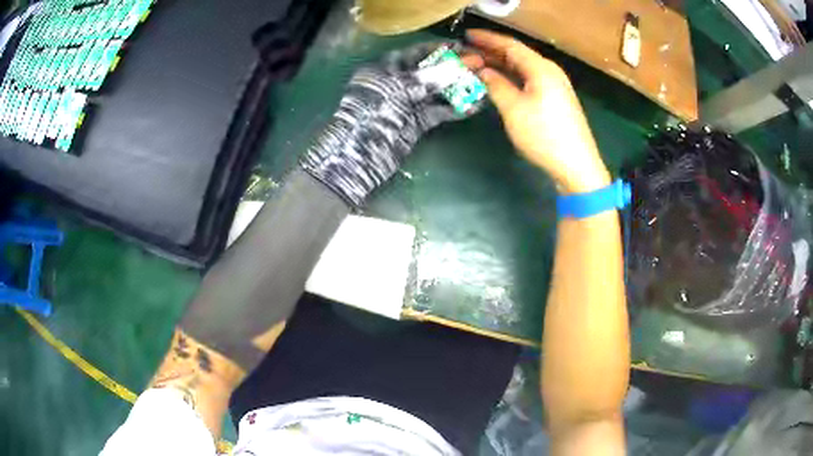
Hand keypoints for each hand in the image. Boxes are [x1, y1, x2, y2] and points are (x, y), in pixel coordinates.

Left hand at [301, 42, 483, 205]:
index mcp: (384, 68)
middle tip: (478, 65)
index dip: (437, 49)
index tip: (461, 47)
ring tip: (482, 83)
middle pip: (429, 71)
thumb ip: (429, 78)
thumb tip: (457, 66)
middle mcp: (396, 83)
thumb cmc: (371, 114)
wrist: (358, 156)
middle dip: (453, 67)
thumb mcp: (398, 90)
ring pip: (437, 92)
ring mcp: (407, 104)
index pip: (414, 53)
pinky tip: (474, 106)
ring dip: (458, 88)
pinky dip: (455, 109)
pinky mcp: (416, 123)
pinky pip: (438, 112)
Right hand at [466, 30, 610, 193]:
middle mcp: (549, 71)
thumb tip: (483, 71)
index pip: (510, 45)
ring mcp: (555, 85)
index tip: (467, 35)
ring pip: (523, 68)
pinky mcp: (556, 99)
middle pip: (517, 55)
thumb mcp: (514, 109)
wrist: (577, 165)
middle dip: (491, 52)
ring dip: (501, 65)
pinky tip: (500, 81)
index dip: (487, 39)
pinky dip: (512, 77)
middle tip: (467, 52)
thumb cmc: (544, 135)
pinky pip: (529, 79)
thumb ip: (496, 85)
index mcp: (541, 68)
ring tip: (478, 64)